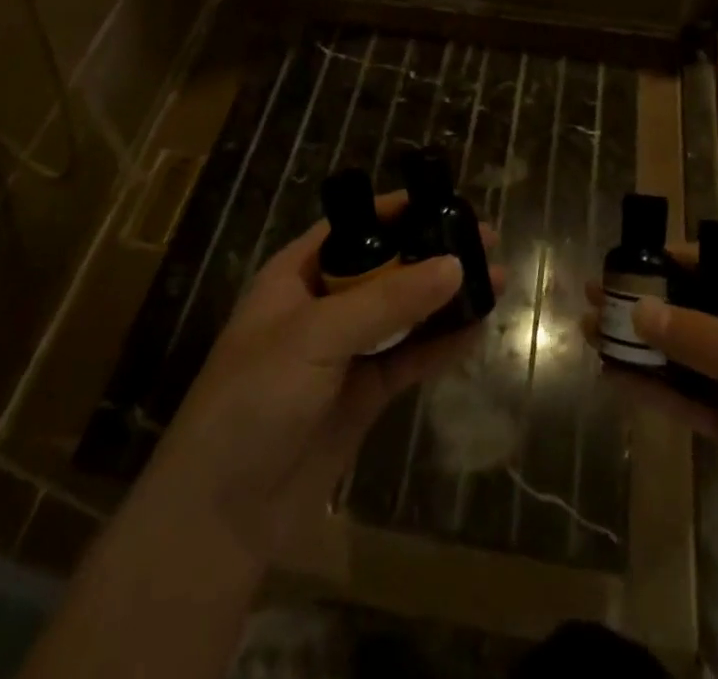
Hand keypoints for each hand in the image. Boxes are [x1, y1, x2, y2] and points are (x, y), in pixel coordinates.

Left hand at [143, 194, 505, 565]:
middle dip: (433, 253)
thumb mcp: (316, 335)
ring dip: (445, 298)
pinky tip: (477, 329)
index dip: (398, 211)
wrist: (221, 514)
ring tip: (495, 279)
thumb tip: (455, 264)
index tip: (447, 202)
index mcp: (297, 275)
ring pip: (405, 313)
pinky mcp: (364, 394)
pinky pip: (410, 359)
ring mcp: (346, 352)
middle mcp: (324, 305)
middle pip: (387, 267)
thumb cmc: (255, 398)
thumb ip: (388, 300)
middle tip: (486, 241)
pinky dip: (442, 344)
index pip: (354, 227)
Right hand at [585, 249, 717, 553]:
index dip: (677, 258)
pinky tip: (616, 381)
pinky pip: (692, 401)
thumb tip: (640, 308)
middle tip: (595, 296)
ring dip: (645, 347)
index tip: (627, 257)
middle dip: (649, 302)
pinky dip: (657, 391)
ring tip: (592, 334)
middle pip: (698, 308)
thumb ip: (704, 339)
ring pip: (689, 357)